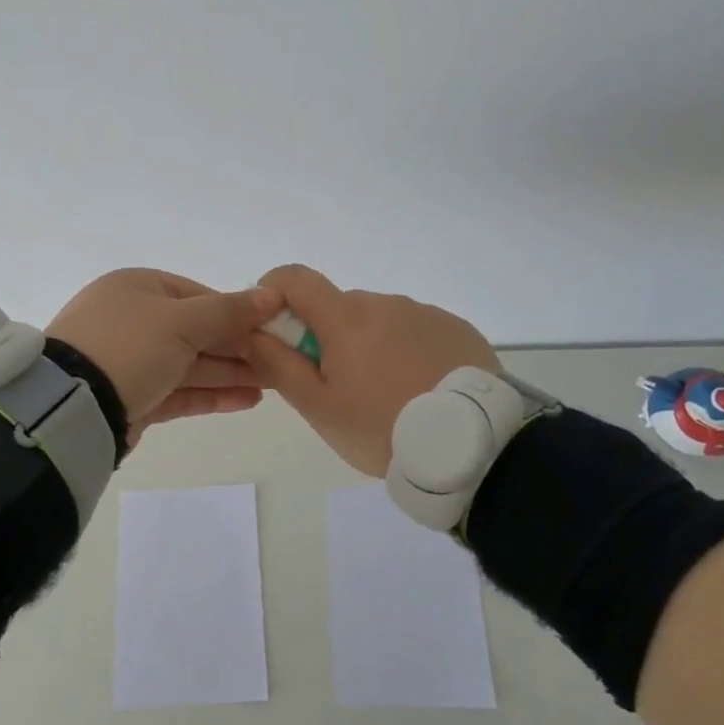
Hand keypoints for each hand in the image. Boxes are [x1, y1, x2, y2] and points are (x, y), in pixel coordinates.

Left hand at [47, 270, 284, 442]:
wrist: (71, 406)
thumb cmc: (129, 347)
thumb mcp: (182, 322)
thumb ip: (230, 311)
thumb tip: (273, 294)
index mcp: (139, 287)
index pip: (199, 295)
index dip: (238, 312)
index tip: (272, 330)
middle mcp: (133, 319)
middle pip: (197, 331)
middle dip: (238, 346)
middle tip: (280, 361)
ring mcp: (131, 361)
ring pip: (190, 363)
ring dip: (230, 372)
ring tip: (273, 384)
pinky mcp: (134, 397)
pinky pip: (179, 390)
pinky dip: (211, 394)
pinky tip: (247, 400)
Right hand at [242, 264, 498, 475]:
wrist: (472, 447)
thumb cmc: (383, 429)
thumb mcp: (319, 408)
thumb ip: (279, 365)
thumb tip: (251, 331)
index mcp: (347, 318)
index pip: (295, 278)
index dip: (273, 293)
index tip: (275, 330)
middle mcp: (385, 303)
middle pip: (338, 305)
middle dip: (326, 335)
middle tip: (337, 386)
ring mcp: (425, 313)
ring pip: (377, 319)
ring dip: (368, 343)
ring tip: (386, 395)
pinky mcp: (456, 328)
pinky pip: (414, 329)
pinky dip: (404, 349)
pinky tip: (418, 388)